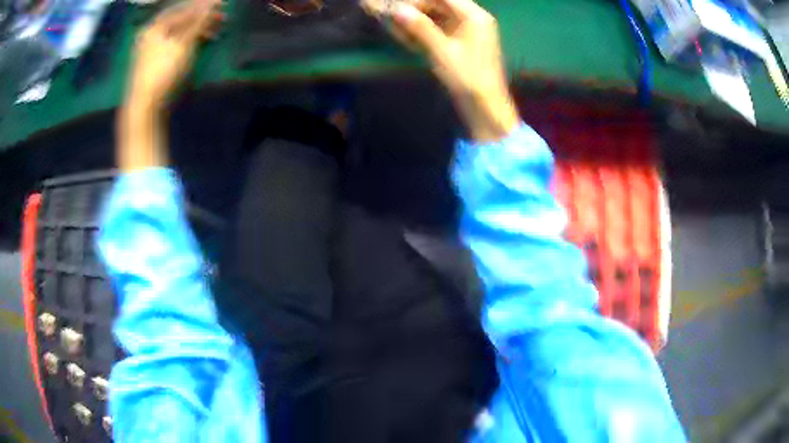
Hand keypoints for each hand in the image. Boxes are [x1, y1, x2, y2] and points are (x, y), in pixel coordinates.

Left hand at [125, 0, 222, 110]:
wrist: (144, 106)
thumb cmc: (163, 71)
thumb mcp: (184, 43)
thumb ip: (199, 21)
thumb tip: (213, 2)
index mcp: (155, 26)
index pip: (183, 8)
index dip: (202, 4)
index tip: (221, 3)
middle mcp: (152, 34)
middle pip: (181, 19)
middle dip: (202, 17)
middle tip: (222, 17)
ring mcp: (152, 48)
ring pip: (179, 32)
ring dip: (198, 29)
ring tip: (217, 31)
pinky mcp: (156, 62)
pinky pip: (176, 43)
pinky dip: (190, 41)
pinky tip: (202, 42)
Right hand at [366, 0, 519, 142]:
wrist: (486, 106)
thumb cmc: (467, 78)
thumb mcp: (441, 51)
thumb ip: (420, 28)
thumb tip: (398, 10)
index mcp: (475, 16)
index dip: (418, 1)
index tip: (398, 8)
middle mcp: (475, 18)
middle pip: (441, 4)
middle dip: (418, 9)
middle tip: (395, 18)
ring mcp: (471, 29)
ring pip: (440, 15)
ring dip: (420, 19)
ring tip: (399, 28)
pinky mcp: (466, 40)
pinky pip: (443, 27)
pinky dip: (427, 30)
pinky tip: (411, 36)